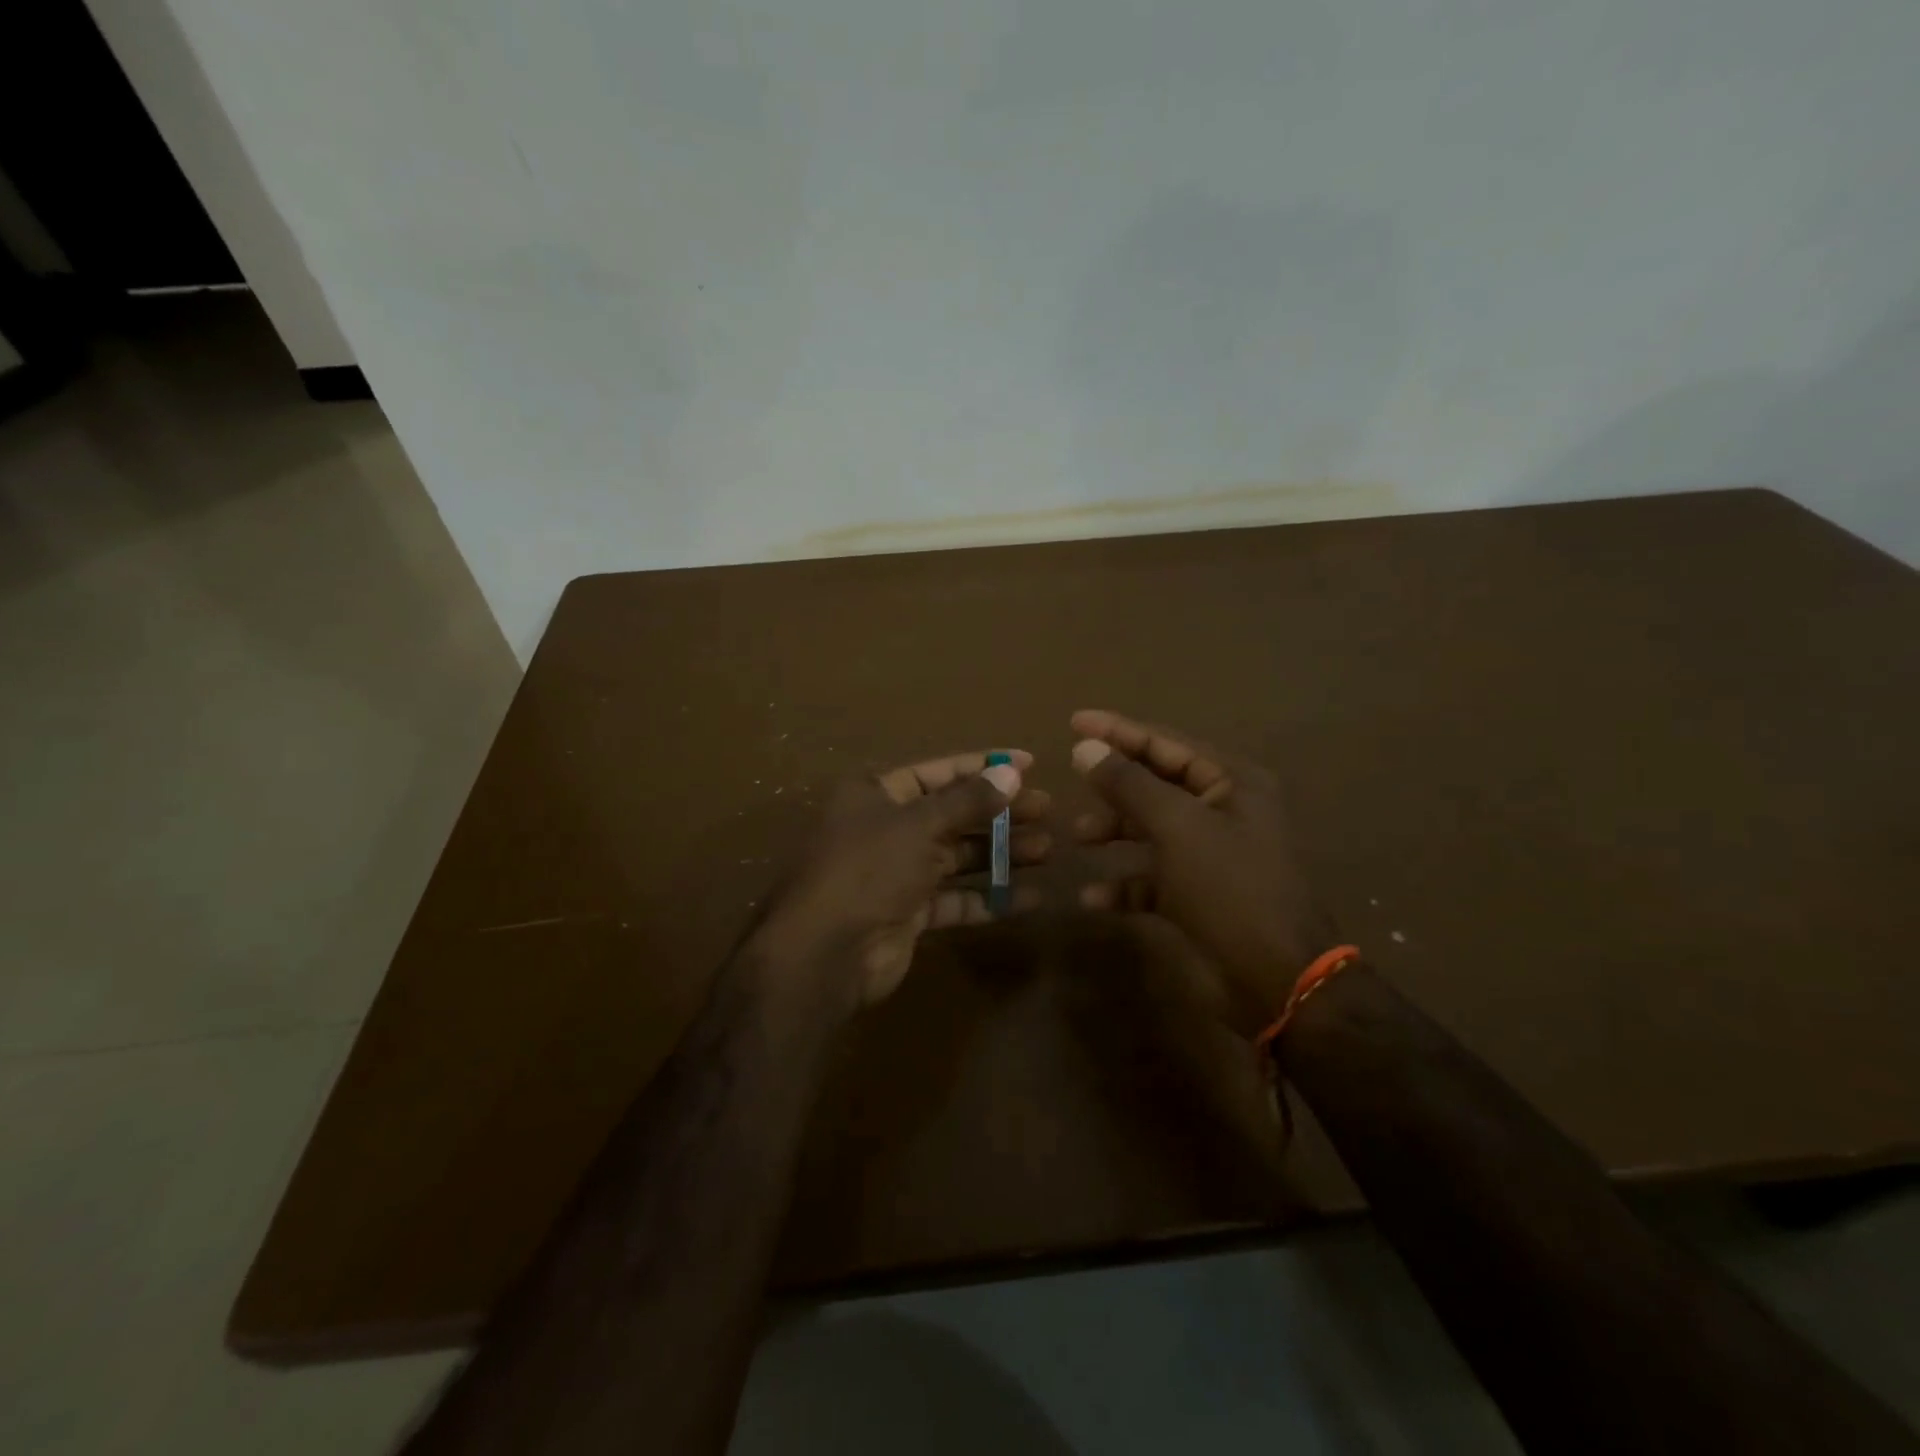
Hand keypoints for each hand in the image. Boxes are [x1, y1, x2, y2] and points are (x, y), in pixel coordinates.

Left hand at [754, 748, 1050, 1007]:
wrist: (827, 952)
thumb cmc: (869, 868)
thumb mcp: (919, 824)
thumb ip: (968, 800)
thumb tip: (1012, 773)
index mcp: (877, 794)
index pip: (939, 771)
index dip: (984, 766)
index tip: (1029, 764)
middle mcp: (887, 828)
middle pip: (953, 814)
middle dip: (999, 812)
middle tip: (1047, 809)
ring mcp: (899, 872)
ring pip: (958, 856)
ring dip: (1001, 853)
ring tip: (1047, 849)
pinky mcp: (911, 912)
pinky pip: (957, 898)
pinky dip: (990, 897)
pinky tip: (1030, 897)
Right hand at [1070, 709, 1338, 1018]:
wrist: (1278, 978)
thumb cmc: (1231, 888)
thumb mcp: (1177, 827)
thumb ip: (1129, 783)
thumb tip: (1086, 747)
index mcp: (1231, 783)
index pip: (1166, 743)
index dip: (1118, 730)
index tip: (1074, 721)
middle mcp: (1223, 811)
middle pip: (1156, 784)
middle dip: (1113, 785)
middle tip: (1071, 779)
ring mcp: (1211, 855)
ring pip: (1151, 830)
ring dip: (1114, 832)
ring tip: (1077, 839)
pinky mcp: (1198, 895)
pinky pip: (1152, 878)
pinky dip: (1124, 884)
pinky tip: (1093, 898)